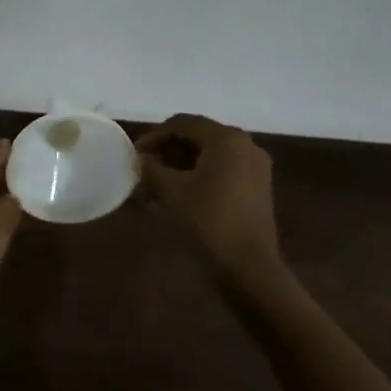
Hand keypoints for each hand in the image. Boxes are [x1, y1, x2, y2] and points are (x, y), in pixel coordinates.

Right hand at [135, 114, 279, 279]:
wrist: (250, 267)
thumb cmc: (209, 220)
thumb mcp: (172, 191)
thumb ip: (152, 168)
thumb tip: (139, 159)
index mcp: (226, 139)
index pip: (183, 123)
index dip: (155, 136)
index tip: (134, 154)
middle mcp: (244, 145)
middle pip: (197, 138)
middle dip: (166, 153)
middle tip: (143, 171)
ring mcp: (253, 167)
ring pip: (207, 157)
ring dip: (179, 168)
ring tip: (154, 189)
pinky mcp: (256, 188)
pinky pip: (220, 172)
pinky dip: (197, 178)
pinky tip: (175, 197)